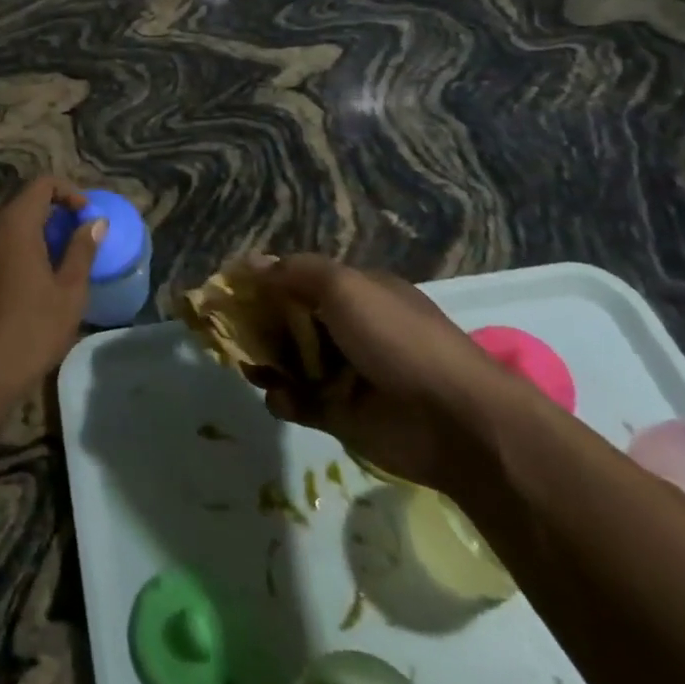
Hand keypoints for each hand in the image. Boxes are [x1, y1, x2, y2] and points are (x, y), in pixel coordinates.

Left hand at [0, 178, 103, 407]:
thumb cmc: (27, 332)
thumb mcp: (68, 294)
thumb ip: (81, 250)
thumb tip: (94, 222)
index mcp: (11, 221)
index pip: (41, 184)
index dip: (68, 192)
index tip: (83, 215)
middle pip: (17, 202)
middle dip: (45, 214)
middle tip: (66, 241)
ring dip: (21, 232)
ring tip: (41, 263)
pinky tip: (11, 280)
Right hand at [244, 257, 528, 494]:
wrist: (454, 421)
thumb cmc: (397, 339)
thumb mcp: (345, 287)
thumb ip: (295, 272)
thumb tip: (252, 263)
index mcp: (356, 293)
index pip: (299, 280)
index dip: (264, 282)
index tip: (230, 289)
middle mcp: (348, 329)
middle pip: (288, 321)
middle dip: (258, 325)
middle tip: (230, 332)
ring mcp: (343, 373)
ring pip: (289, 361)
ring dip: (266, 362)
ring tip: (254, 368)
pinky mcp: (339, 414)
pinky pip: (298, 402)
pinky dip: (283, 399)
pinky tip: (282, 398)